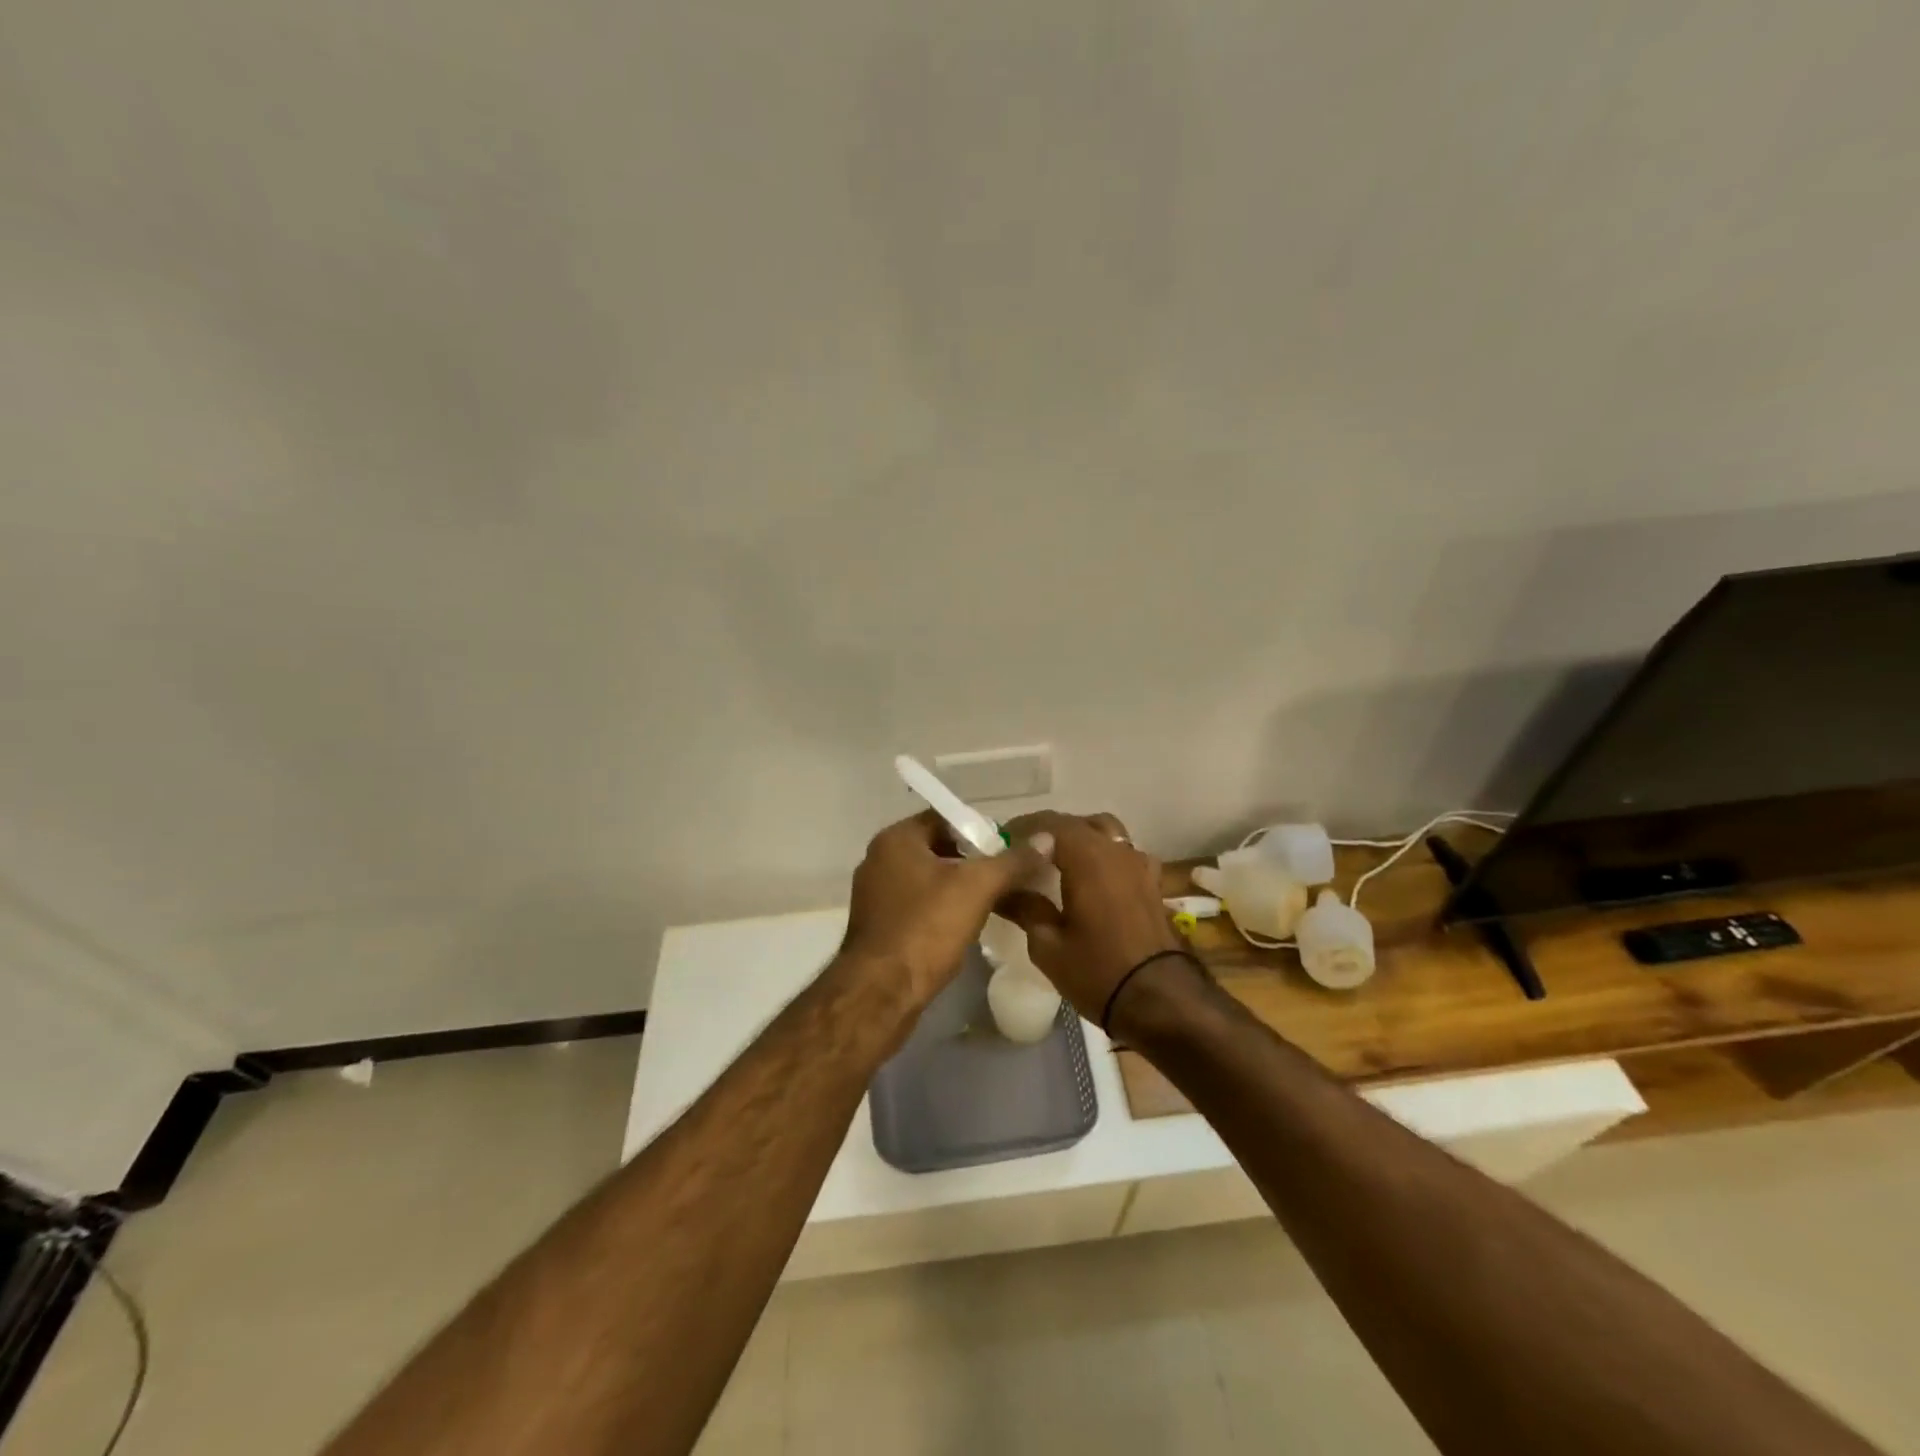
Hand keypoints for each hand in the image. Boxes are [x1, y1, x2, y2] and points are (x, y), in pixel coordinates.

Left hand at [837, 810, 1054, 1021]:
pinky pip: (918, 905)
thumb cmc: (926, 928)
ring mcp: (876, 895)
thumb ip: (1012, 861)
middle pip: (937, 847)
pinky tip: (968, 924)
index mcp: (896, 839)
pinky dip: (942, 909)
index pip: (945, 817)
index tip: (1010, 847)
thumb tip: (1046, 839)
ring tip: (997, 899)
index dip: (980, 829)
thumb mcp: (977, 888)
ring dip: (959, 886)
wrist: (880, 993)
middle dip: (973, 860)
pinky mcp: (879, 926)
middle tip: (1009, 873)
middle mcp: (879, 860)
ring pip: (928, 879)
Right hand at [996, 811, 1186, 1024]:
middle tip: (1025, 853)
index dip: (1022, 828)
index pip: (1049, 823)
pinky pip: (1124, 854)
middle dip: (1050, 832)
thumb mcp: (1048, 945)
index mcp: (1087, 856)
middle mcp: (1115, 850)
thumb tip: (1001, 890)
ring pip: (1106, 833)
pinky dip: (1106, 856)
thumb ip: (1024, 908)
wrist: (1161, 1000)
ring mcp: (1139, 865)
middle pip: (1078, 824)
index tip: (1002, 842)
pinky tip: (1095, 880)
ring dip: (1081, 839)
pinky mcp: (1152, 884)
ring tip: (1060, 862)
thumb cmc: (1098, 971)